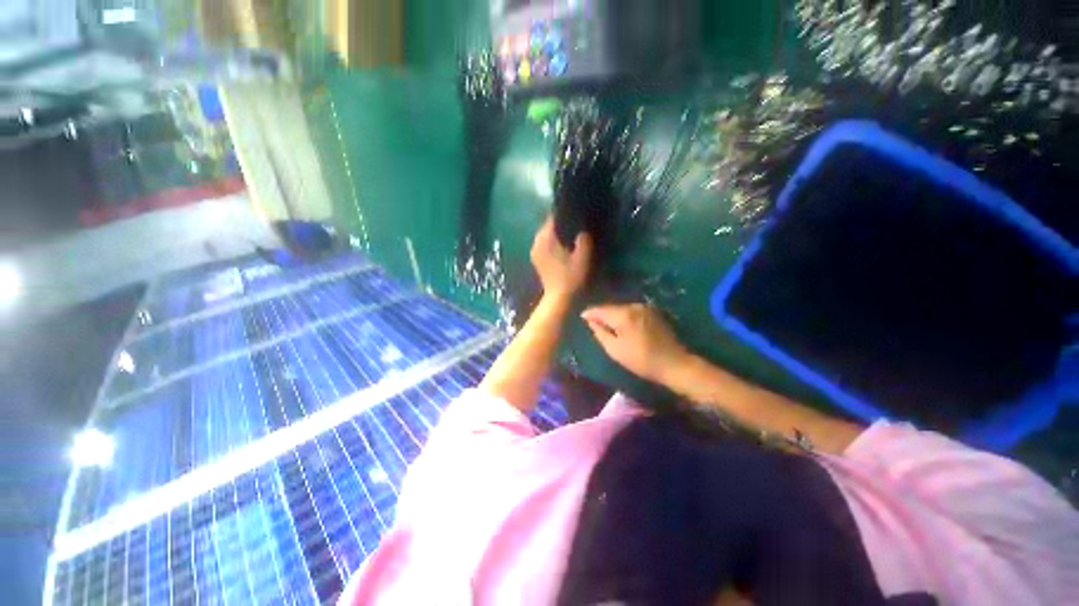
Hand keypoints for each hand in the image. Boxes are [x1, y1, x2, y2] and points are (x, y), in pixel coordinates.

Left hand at [531, 217, 592, 300]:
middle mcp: (536, 242)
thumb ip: (583, 239)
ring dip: (556, 235)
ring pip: (546, 236)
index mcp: (545, 238)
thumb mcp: (583, 257)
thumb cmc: (571, 277)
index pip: (553, 217)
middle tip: (576, 224)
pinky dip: (552, 243)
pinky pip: (544, 245)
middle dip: (561, 224)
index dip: (565, 213)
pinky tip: (563, 248)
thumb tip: (583, 228)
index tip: (576, 213)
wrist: (559, 299)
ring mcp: (534, 252)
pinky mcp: (536, 260)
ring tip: (570, 235)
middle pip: (548, 226)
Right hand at [582, 303, 690, 383]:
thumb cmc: (641, 360)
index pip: (600, 309)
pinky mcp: (652, 312)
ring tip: (605, 323)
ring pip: (621, 308)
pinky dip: (623, 316)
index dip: (590, 313)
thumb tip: (591, 322)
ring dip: (613, 314)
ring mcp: (644, 308)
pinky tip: (621, 324)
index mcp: (623, 315)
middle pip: (611, 307)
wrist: (674, 363)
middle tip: (592, 321)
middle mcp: (633, 306)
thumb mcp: (615, 350)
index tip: (581, 316)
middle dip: (601, 313)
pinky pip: (631, 311)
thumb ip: (600, 333)